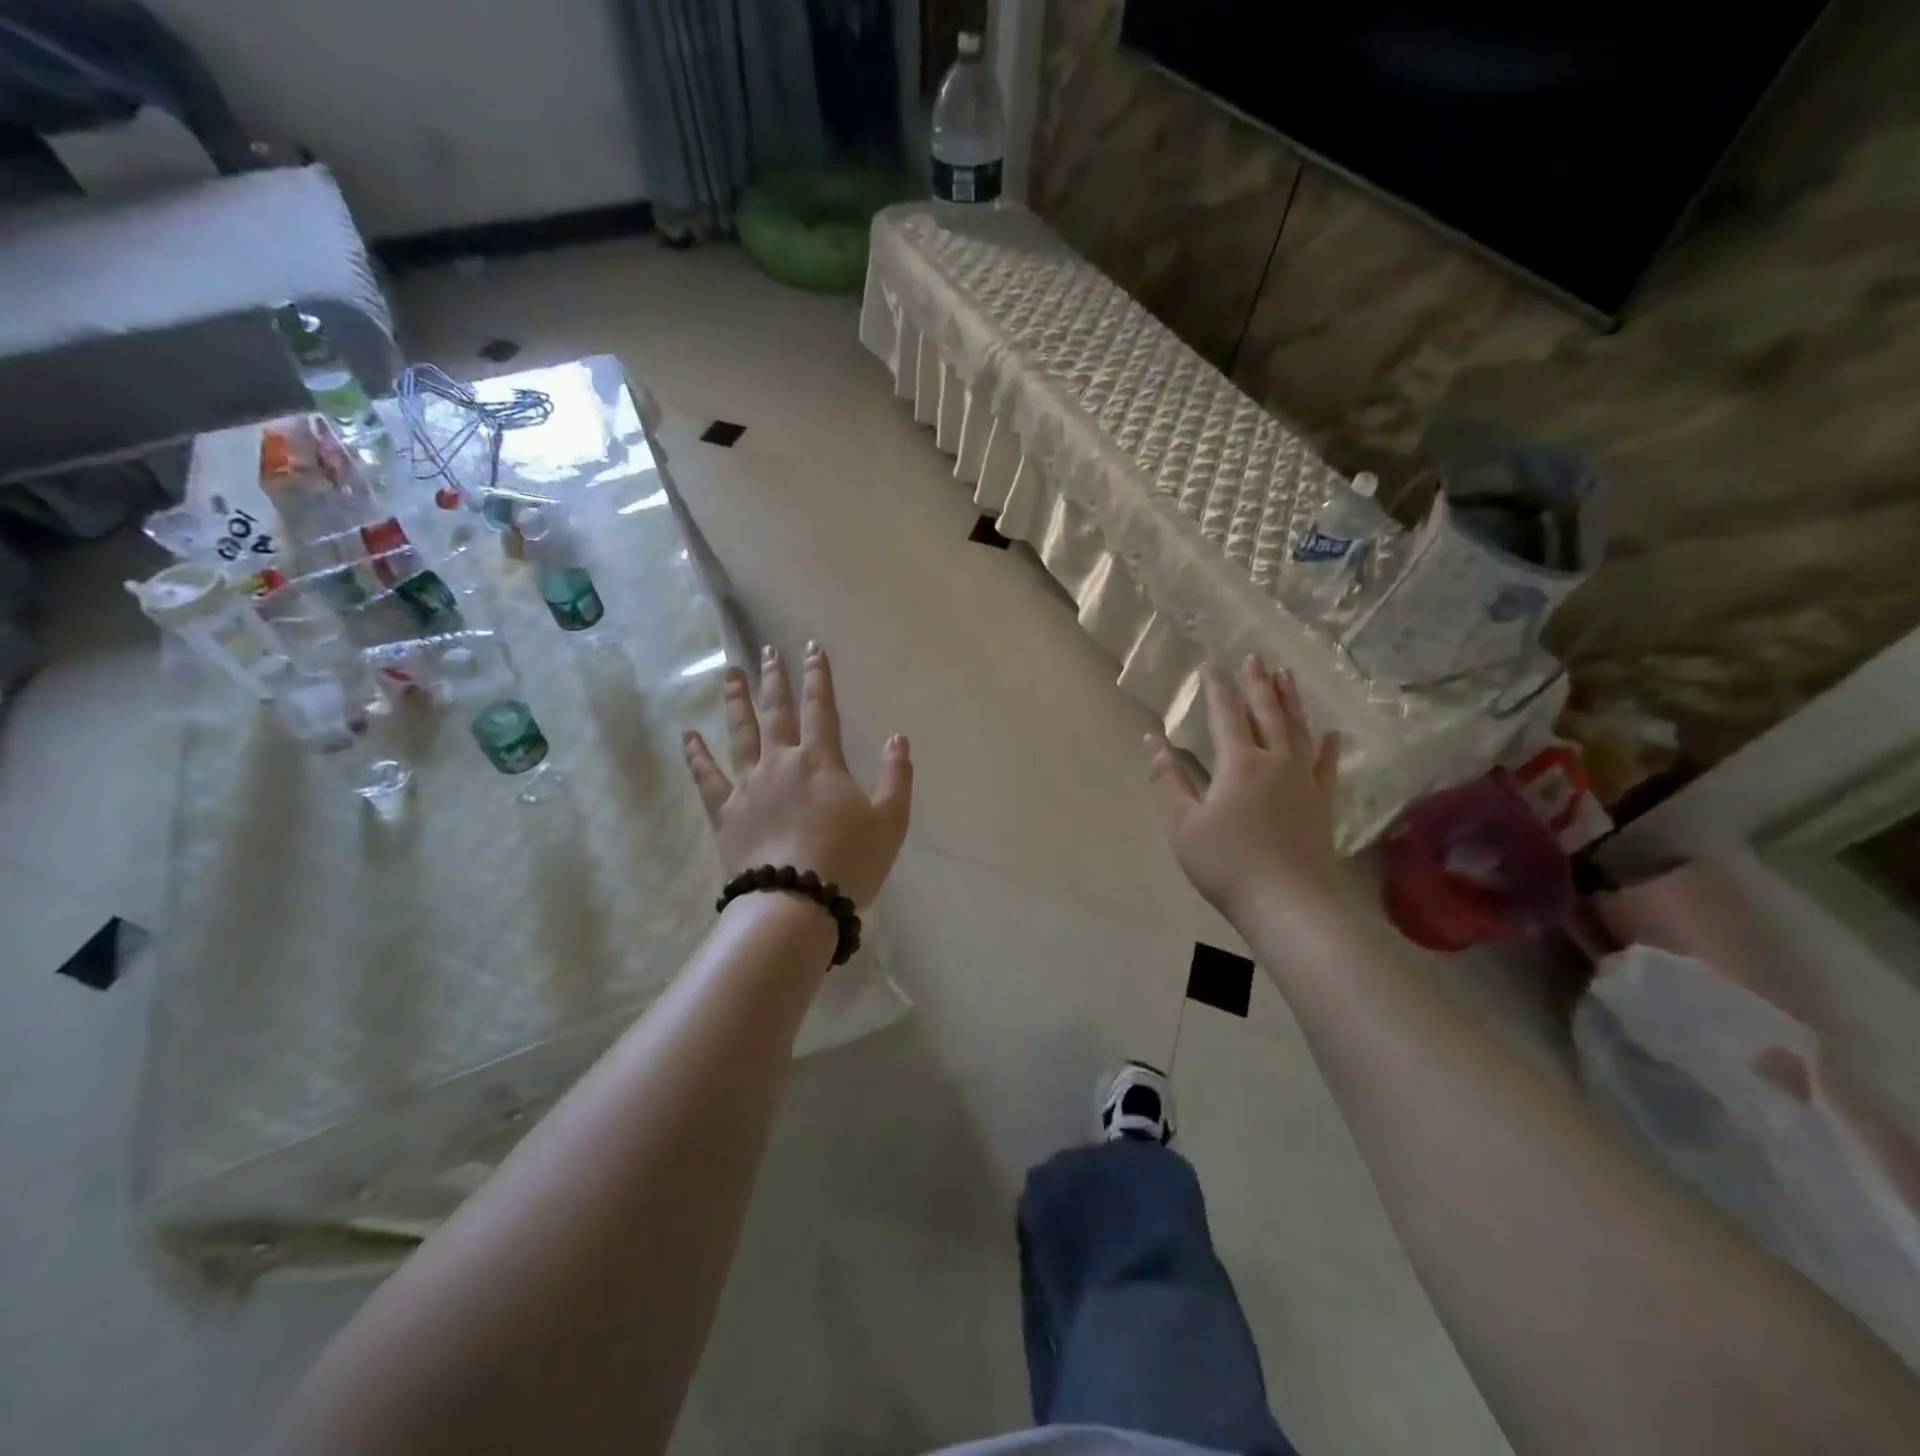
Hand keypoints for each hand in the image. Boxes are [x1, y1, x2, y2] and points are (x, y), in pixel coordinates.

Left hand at [681, 643, 912, 907]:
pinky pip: (707, 777)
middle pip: (776, 712)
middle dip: (774, 679)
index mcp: (820, 761)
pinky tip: (688, 736)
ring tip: (730, 674)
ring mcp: (748, 785)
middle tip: (766, 651)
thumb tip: (898, 738)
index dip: (817, 677)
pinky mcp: (726, 812)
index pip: (820, 708)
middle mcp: (781, 762)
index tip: (811, 649)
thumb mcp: (890, 820)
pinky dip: (696, 756)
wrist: (796, 902)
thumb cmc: (849, 861)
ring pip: (740, 733)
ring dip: (736, 701)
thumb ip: (895, 776)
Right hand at [1148, 656, 1342, 923]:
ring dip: (1292, 702)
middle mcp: (1275, 762)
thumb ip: (1167, 781)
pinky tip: (1332, 733)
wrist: (1288, 904)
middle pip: (1268, 714)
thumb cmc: (1227, 864)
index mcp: (1239, 764)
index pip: (1226, 716)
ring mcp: (1304, 782)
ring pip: (1299, 731)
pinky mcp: (1322, 804)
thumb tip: (1152, 742)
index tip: (1211, 668)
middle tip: (1256, 658)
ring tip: (1288, 677)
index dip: (1217, 691)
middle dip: (1259, 684)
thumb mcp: (1182, 825)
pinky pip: (1327, 766)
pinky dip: (1328, 747)